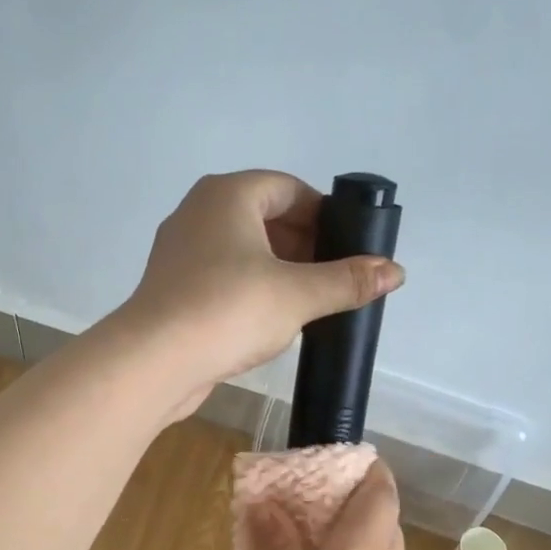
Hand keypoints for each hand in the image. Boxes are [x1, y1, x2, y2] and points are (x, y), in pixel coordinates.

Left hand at [112, 171, 403, 416]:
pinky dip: (250, 288)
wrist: (154, 361)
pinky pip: (222, 276)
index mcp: (228, 194)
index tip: (348, 246)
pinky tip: (270, 319)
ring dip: (278, 269)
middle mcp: (199, 212)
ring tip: (309, 301)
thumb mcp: (298, 295)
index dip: (324, 214)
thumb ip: (347, 281)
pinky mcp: (173, 287)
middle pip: (264, 216)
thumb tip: (396, 271)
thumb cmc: (228, 310)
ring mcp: (180, 251)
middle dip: (304, 244)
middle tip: (335, 277)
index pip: (288, 188)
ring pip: (242, 249)